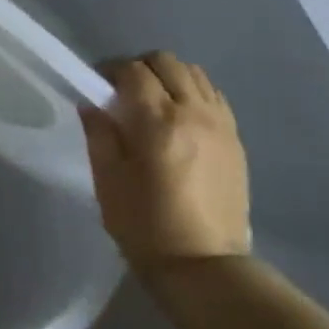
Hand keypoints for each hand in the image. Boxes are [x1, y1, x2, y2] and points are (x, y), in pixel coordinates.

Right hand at [81, 51, 250, 270]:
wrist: (204, 265)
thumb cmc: (144, 224)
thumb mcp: (107, 179)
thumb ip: (99, 134)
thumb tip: (92, 104)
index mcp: (157, 121)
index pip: (133, 71)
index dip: (110, 71)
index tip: (97, 87)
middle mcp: (193, 113)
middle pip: (167, 62)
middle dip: (140, 68)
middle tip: (123, 92)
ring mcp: (221, 125)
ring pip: (195, 74)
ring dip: (169, 78)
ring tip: (153, 103)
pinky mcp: (236, 140)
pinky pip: (214, 96)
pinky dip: (194, 93)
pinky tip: (180, 117)